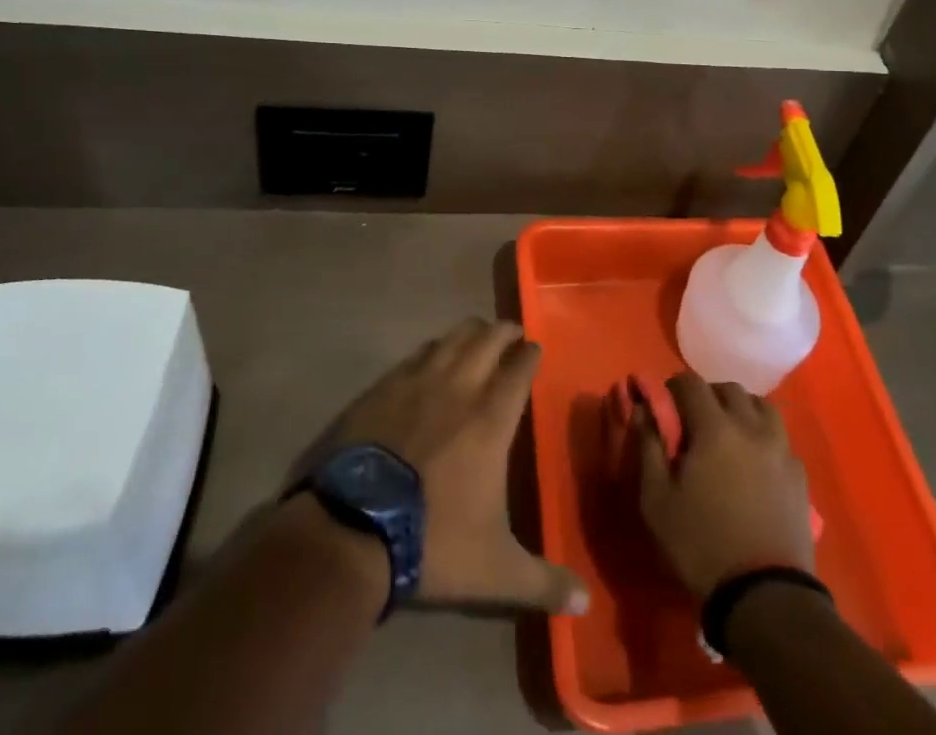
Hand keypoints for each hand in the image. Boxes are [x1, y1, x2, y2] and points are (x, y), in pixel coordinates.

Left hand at [293, 318, 587, 615]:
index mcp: (492, 417)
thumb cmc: (431, 542)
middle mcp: (459, 386)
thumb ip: (542, 582)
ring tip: (476, 338)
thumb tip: (585, 604)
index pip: (519, 367)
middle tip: (511, 335)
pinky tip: (429, 359)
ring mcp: (417, 381)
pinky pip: (416, 354)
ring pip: (452, 337)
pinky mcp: (382, 387)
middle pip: (488, 338)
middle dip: (504, 332)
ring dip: (469, 333)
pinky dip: (432, 350)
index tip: (535, 348)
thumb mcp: (494, 571)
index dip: (530, 353)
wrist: (350, 530)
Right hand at [637, 372, 814, 602]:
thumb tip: (644, 410)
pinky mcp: (799, 474)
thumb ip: (648, 447)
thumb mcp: (657, 501)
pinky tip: (754, 463)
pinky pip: (779, 437)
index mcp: (715, 427)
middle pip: (728, 389)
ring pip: (760, 406)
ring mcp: (781, 448)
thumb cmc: (702, 546)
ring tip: (727, 436)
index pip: (691, 383)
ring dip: (740, 410)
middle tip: (694, 423)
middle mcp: (751, 426)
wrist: (765, 596)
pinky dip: (763, 436)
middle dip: (707, 396)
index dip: (673, 388)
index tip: (665, 407)